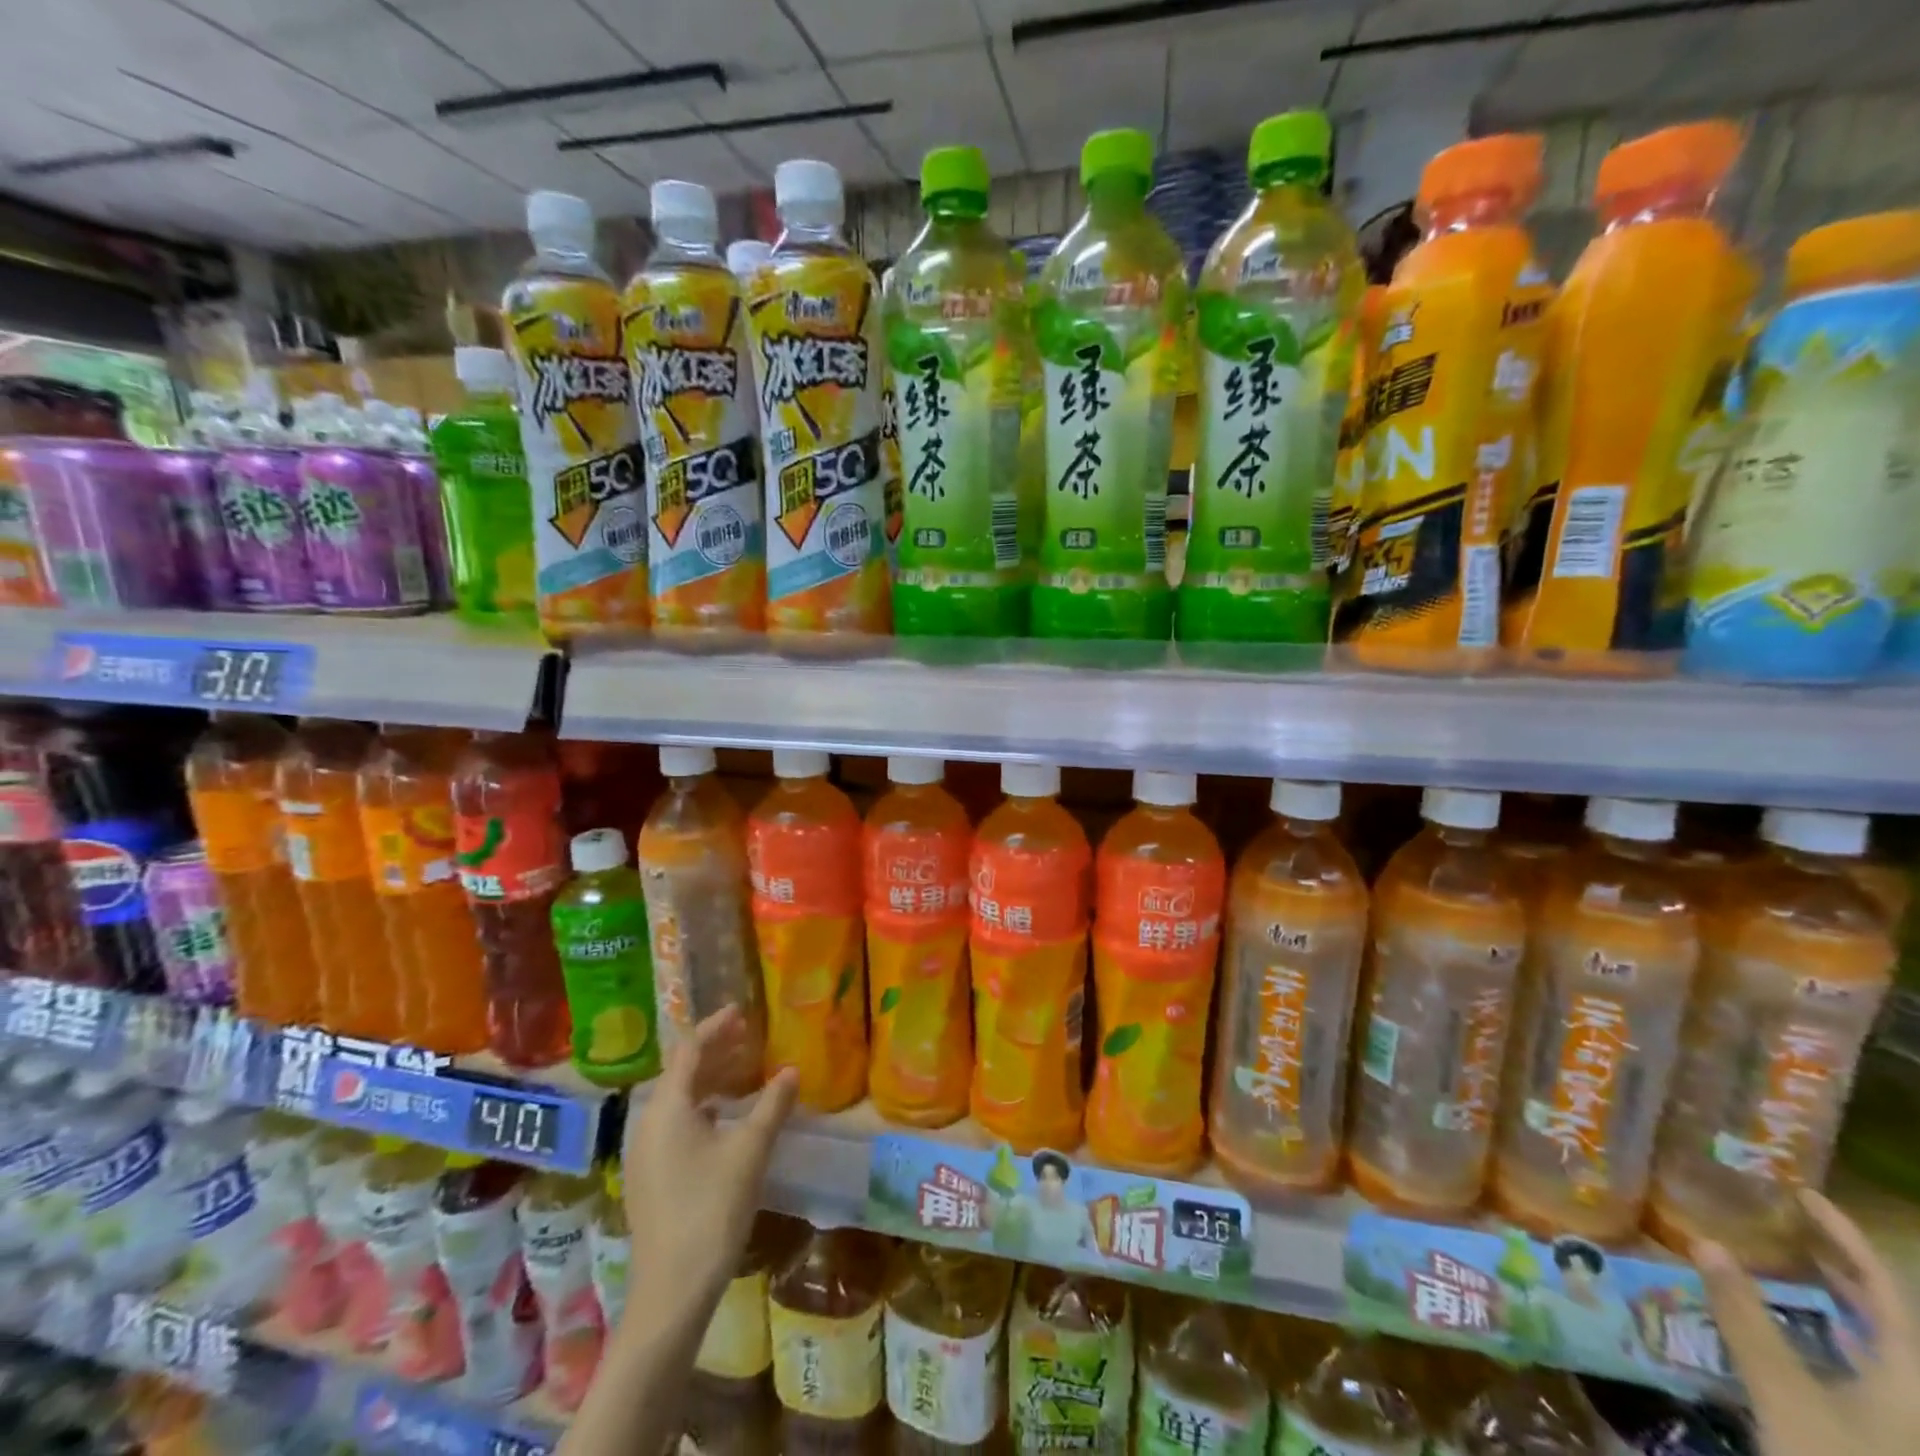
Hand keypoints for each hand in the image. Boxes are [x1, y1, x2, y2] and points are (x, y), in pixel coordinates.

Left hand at [624, 1007, 798, 1320]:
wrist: (671, 1291)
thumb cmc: (711, 1209)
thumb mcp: (750, 1151)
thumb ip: (772, 1105)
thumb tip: (791, 1070)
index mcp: (668, 1108)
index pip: (689, 1050)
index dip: (715, 1027)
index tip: (741, 1012)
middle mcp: (649, 1123)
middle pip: (681, 1073)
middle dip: (714, 1052)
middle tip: (747, 1038)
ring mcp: (644, 1153)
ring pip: (678, 1101)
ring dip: (709, 1080)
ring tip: (743, 1072)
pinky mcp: (649, 1177)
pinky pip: (675, 1123)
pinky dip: (701, 1107)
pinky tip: (725, 1118)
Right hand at [1697, 1188, 1919, 1455]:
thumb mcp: (1786, 1397)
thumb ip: (1745, 1320)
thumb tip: (1705, 1241)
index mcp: (1912, 1372)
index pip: (1886, 1285)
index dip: (1845, 1235)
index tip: (1801, 1191)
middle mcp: (1918, 1387)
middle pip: (1889, 1314)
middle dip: (1839, 1262)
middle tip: (1783, 1219)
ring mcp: (1907, 1415)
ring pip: (1882, 1343)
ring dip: (1836, 1298)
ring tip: (1785, 1261)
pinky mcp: (1886, 1432)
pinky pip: (1868, 1366)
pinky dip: (1833, 1333)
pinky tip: (1799, 1329)